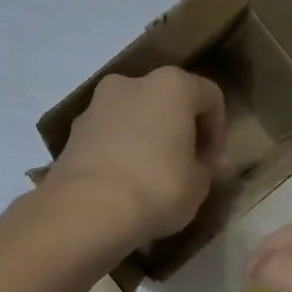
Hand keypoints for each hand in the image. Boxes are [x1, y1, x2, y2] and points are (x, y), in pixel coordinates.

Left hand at [49, 68, 228, 244]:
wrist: (87, 209)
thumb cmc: (157, 188)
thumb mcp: (198, 184)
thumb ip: (206, 168)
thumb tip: (204, 165)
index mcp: (171, 85)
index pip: (209, 97)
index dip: (218, 131)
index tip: (214, 164)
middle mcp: (131, 83)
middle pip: (166, 101)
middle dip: (178, 130)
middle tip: (185, 167)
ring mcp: (96, 105)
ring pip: (133, 117)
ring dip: (146, 139)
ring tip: (150, 177)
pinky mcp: (73, 132)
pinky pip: (107, 137)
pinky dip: (119, 152)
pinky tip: (123, 183)